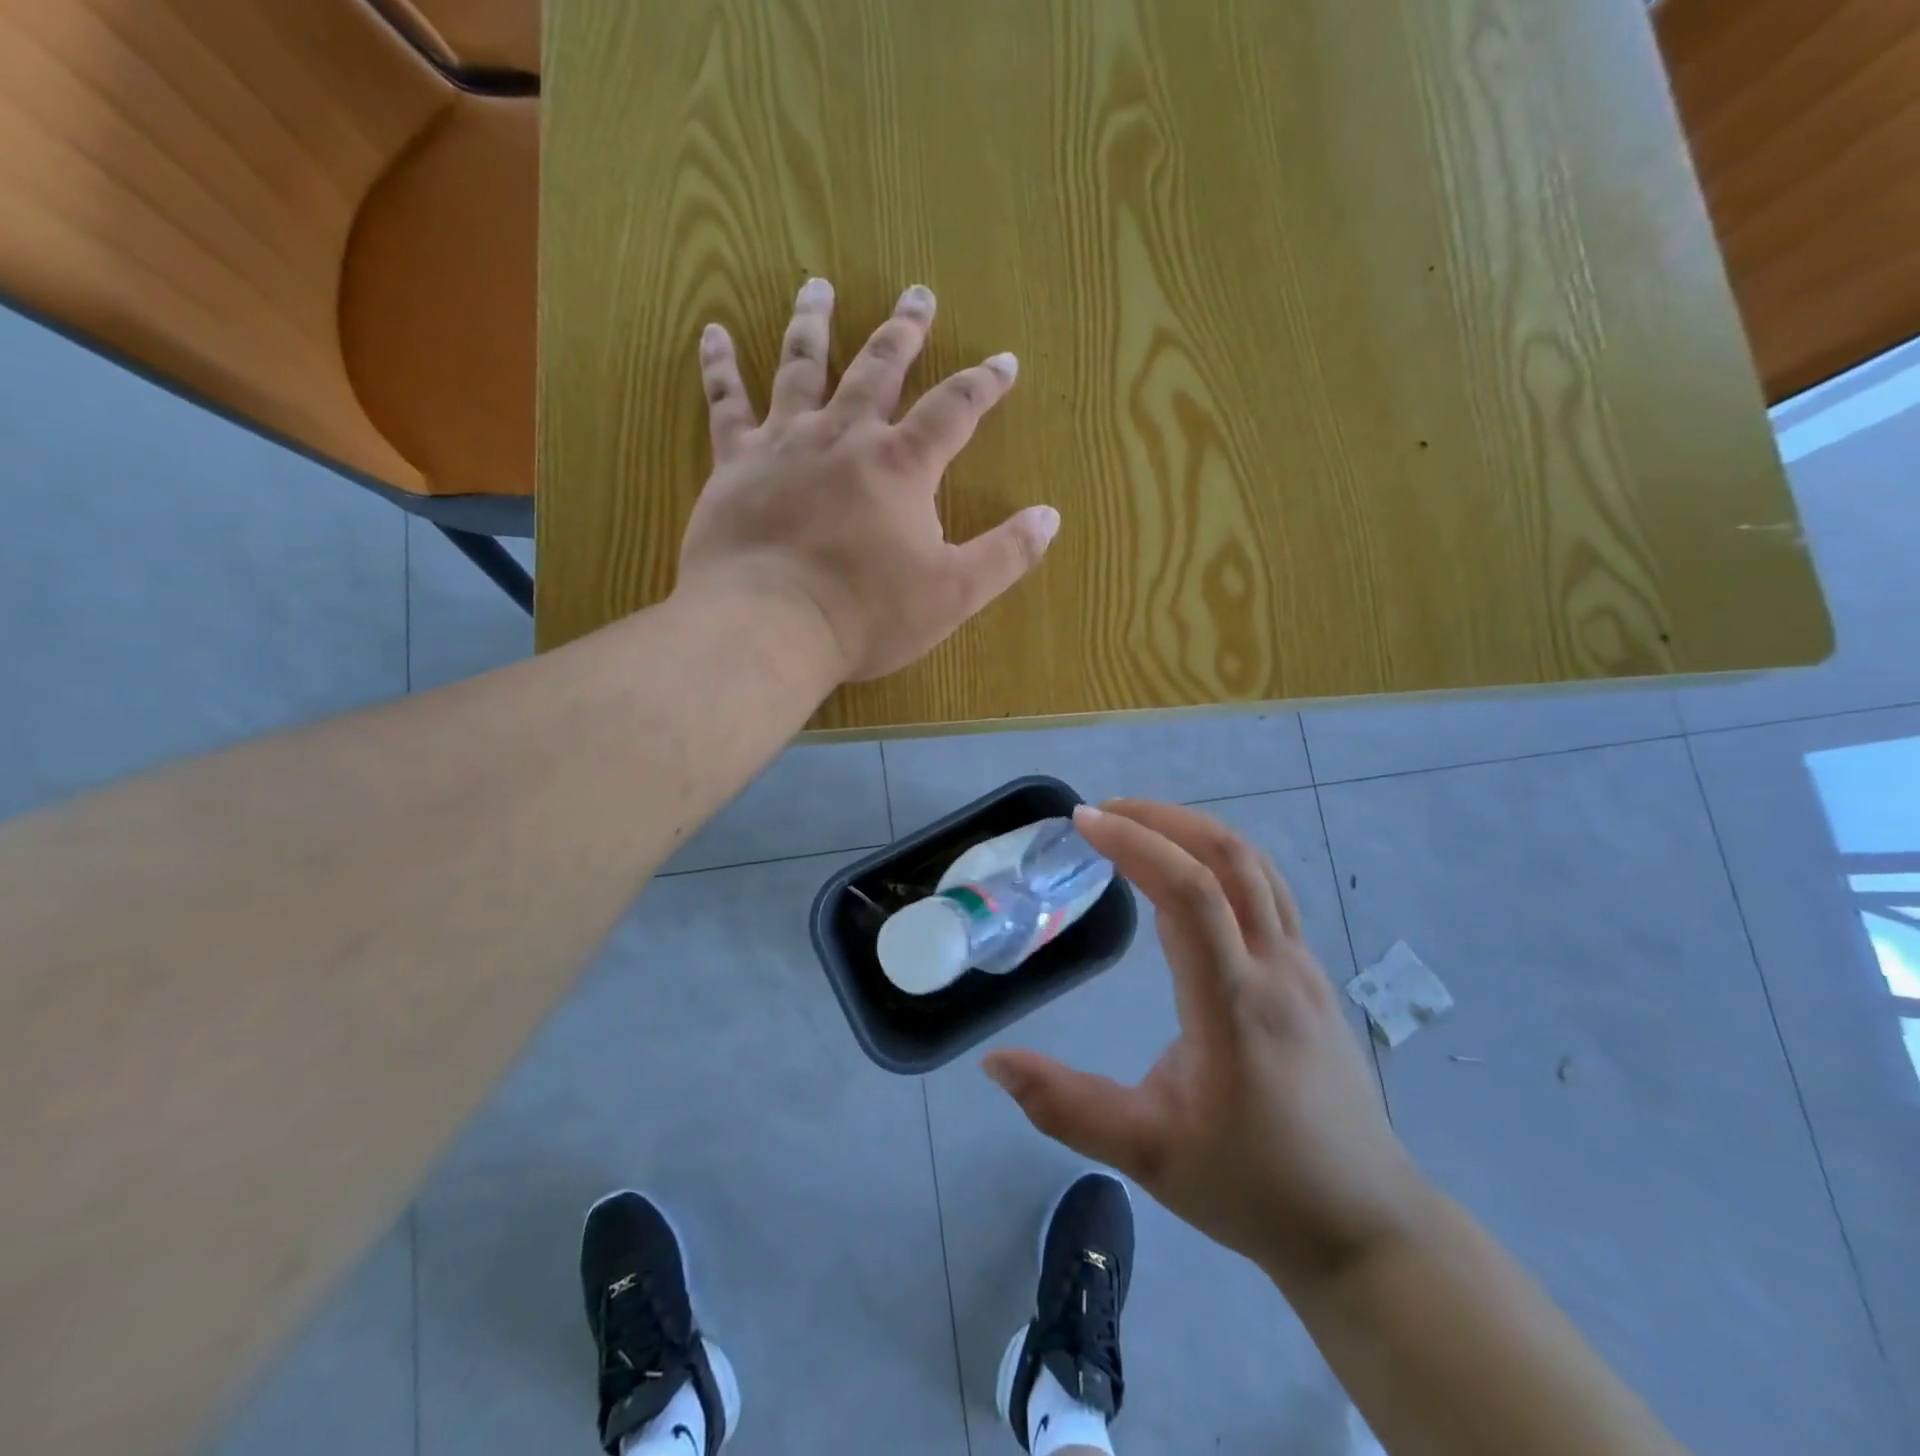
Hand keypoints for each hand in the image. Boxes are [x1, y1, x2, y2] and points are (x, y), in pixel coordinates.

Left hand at [675, 278, 1059, 682]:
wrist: (768, 625)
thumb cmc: (866, 614)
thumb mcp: (953, 594)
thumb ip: (1006, 554)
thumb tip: (1050, 516)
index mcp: (902, 465)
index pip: (955, 409)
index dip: (984, 383)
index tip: (1004, 360)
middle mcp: (845, 435)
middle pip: (879, 368)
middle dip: (904, 331)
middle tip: (917, 293)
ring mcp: (784, 442)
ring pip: (801, 366)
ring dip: (813, 322)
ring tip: (816, 284)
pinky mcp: (734, 463)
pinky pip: (725, 402)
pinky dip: (720, 366)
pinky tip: (713, 331)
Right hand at [984, 800, 1431, 1288]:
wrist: (1363, 1224)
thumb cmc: (1251, 1185)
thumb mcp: (1147, 1156)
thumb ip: (1065, 1107)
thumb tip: (993, 1063)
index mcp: (1233, 1004)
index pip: (1189, 892)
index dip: (1134, 844)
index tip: (1083, 822)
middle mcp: (1275, 969)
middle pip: (1229, 857)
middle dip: (1161, 818)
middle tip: (1104, 811)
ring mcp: (1303, 967)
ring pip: (1256, 865)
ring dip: (1195, 830)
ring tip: (1140, 826)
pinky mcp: (1312, 976)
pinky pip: (1268, 889)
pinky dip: (1221, 858)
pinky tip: (1189, 875)